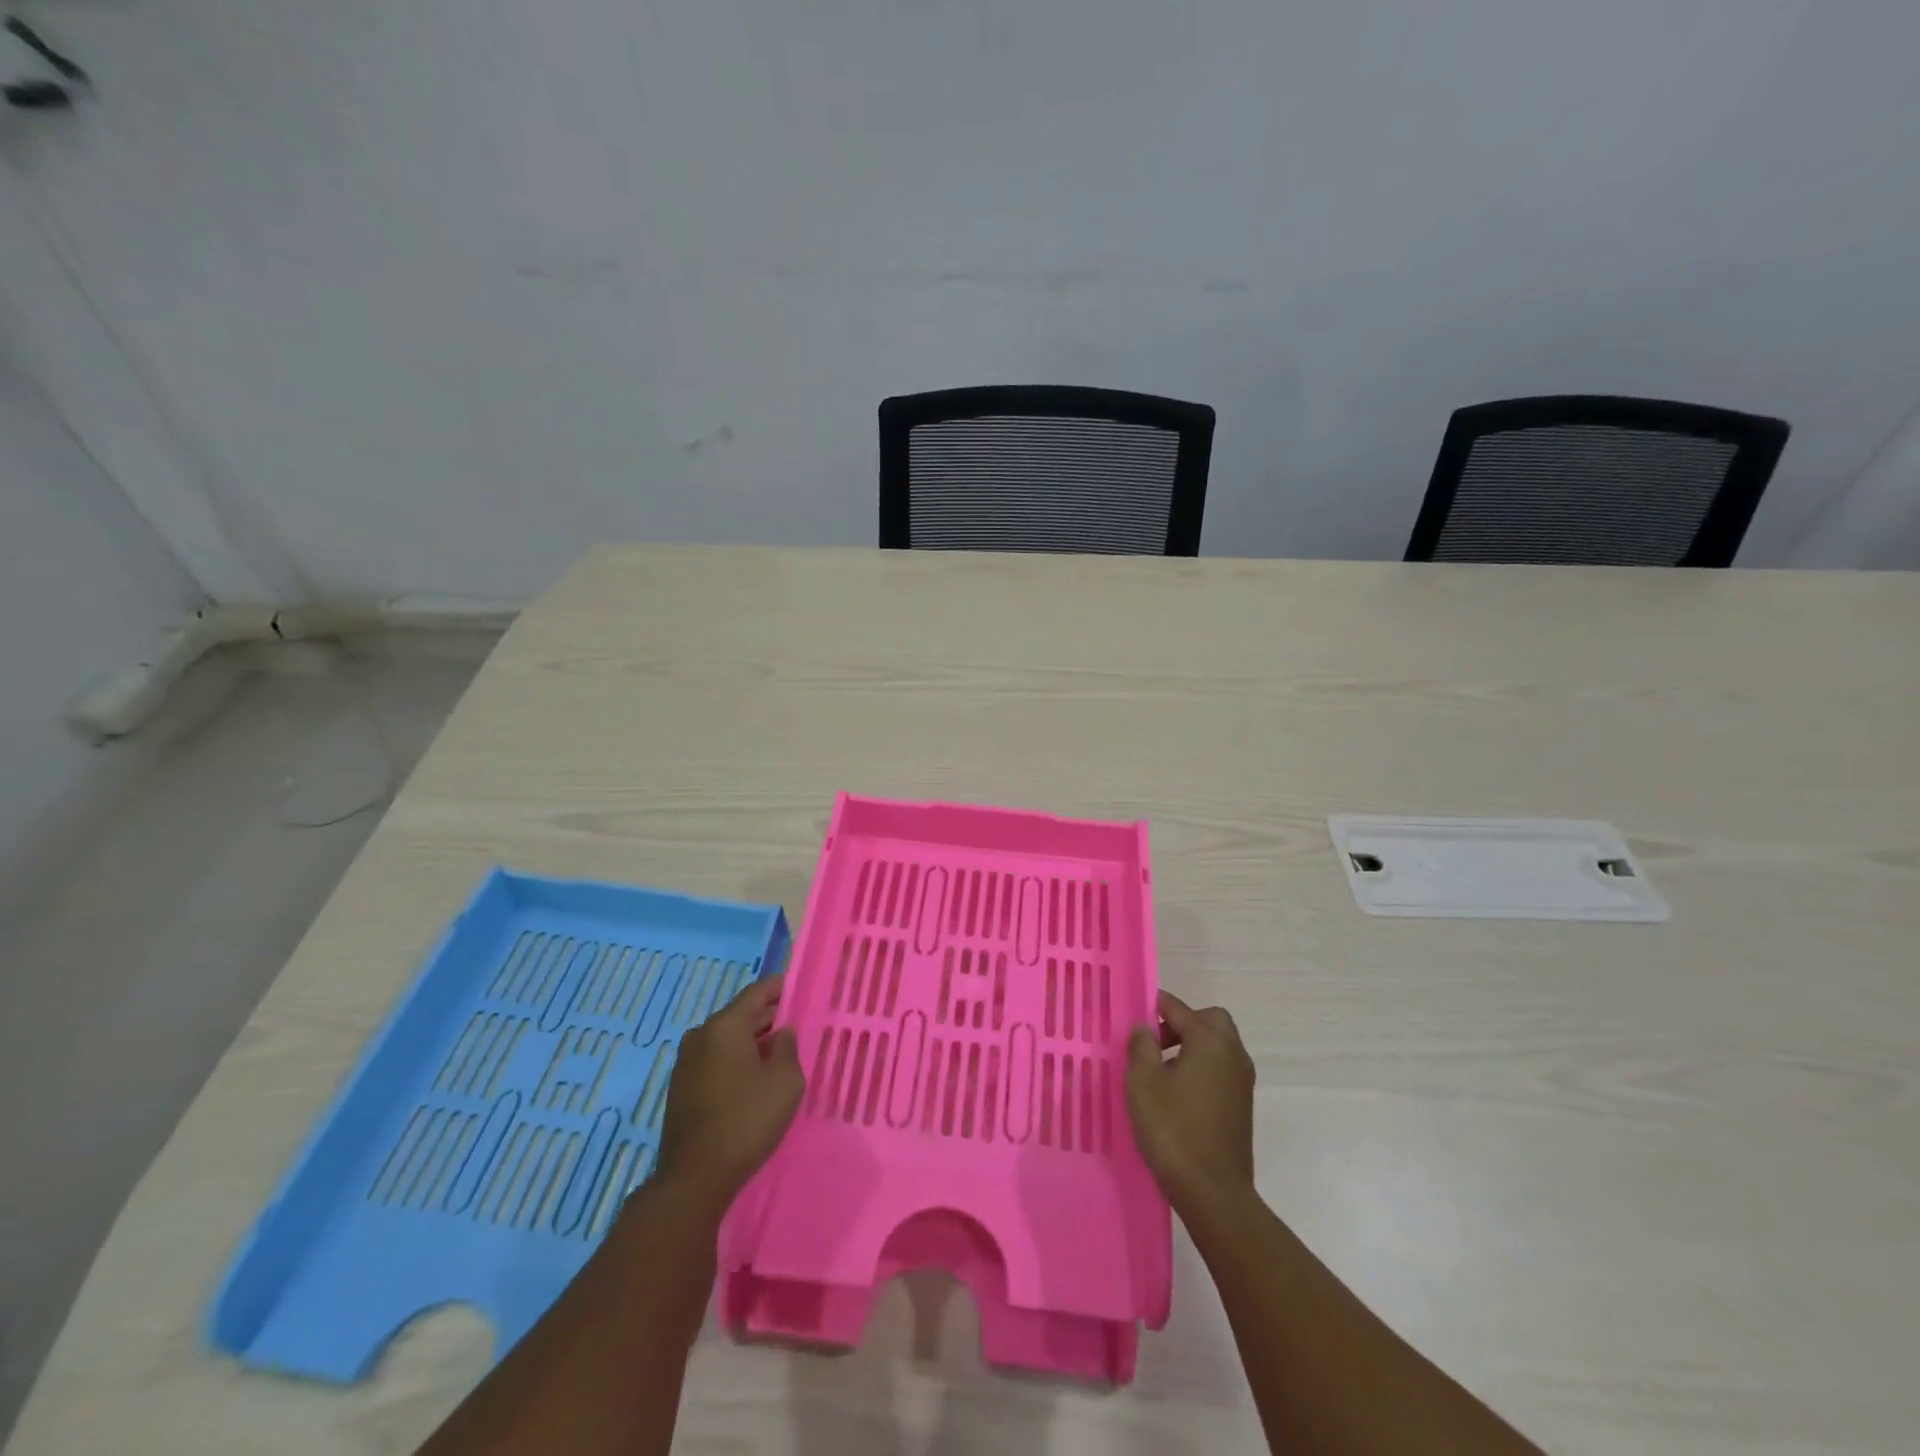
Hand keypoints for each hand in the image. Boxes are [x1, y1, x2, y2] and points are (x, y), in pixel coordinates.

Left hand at [654, 974, 803, 1211]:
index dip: (781, 987)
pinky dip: (736, 1062)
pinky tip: (754, 1080)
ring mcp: (685, 1063)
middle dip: (769, 1018)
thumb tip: (781, 1033)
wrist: (696, 1178)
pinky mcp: (680, 1089)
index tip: (800, 989)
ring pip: (727, 1041)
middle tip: (796, 1025)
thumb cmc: (747, 1119)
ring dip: (752, 1043)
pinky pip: (715, 1062)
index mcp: (724, 1025)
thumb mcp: (785, 1080)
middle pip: (740, 1015)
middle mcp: (700, 1036)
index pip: (757, 992)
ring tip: (779, 1055)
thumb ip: (787, 1047)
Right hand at [1125, 990, 1255, 1212]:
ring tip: (1160, 1068)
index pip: (1179, 1008)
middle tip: (1153, 1041)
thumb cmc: (1173, 1129)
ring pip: (1218, 1045)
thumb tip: (1146, 1028)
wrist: (1212, 1192)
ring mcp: (1242, 1081)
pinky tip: (1178, 1092)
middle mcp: (1232, 1053)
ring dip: (1192, 1045)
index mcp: (1210, 1041)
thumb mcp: (1142, 1082)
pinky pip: (1221, 1068)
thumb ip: (1141, 1045)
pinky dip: (1201, 1066)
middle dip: (1181, 1022)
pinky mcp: (1242, 1105)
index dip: (1154, 1005)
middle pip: (1209, 1020)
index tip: (1134, 1013)